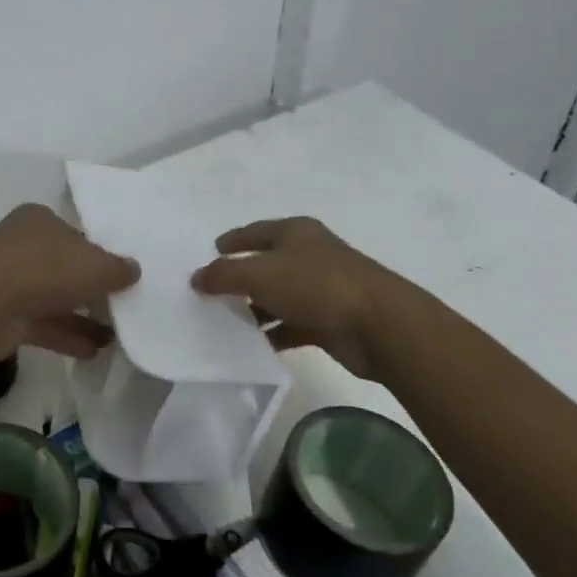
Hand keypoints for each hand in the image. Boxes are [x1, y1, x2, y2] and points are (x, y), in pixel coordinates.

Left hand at [0, 204, 139, 359]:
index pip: (75, 233)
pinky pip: (42, 324)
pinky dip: (66, 336)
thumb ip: (118, 268)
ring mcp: (9, 281)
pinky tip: (95, 352)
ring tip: (116, 336)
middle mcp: (21, 245)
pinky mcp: (3, 315)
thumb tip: (133, 270)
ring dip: (83, 317)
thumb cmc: (44, 270)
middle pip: (64, 266)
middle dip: (90, 287)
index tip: (120, 274)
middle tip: (121, 305)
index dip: (98, 252)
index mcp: (39, 220)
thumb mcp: (96, 265)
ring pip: (53, 298)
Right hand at [191, 217, 413, 381]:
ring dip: (253, 308)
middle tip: (209, 290)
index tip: (211, 249)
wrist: (379, 325)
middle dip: (238, 277)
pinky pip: (290, 326)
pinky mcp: (328, 321)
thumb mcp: (259, 274)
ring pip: (277, 297)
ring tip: (222, 321)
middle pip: (266, 264)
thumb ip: (223, 275)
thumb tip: (197, 277)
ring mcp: (321, 289)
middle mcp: (309, 256)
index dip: (232, 239)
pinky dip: (272, 333)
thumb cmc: (316, 285)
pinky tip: (251, 346)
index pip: (255, 231)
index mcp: (296, 233)